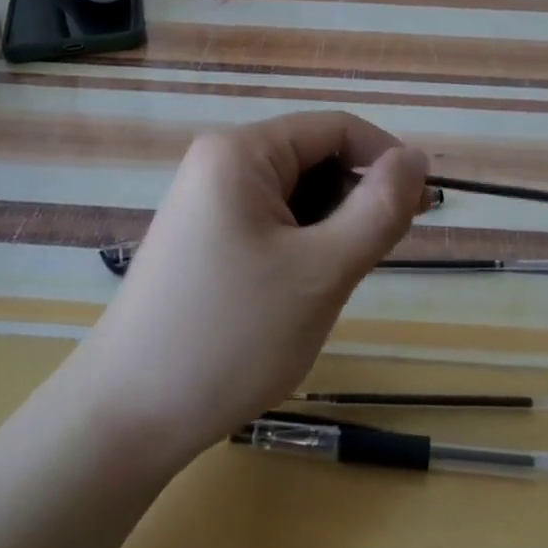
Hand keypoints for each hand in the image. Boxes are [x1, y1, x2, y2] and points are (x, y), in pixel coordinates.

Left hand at [73, 112, 426, 472]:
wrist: (127, 418)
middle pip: (314, 158)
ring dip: (330, 227)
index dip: (386, 159)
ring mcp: (205, 202)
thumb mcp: (322, 271)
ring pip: (295, 195)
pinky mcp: (202, 238)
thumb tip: (415, 159)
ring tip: (333, 283)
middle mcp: (219, 163)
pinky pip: (270, 222)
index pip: (335, 128)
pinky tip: (299, 292)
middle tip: (378, 257)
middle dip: (356, 198)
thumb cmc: (231, 336)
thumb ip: (379, 209)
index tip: (421, 208)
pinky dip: (301, 246)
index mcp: (242, 152)